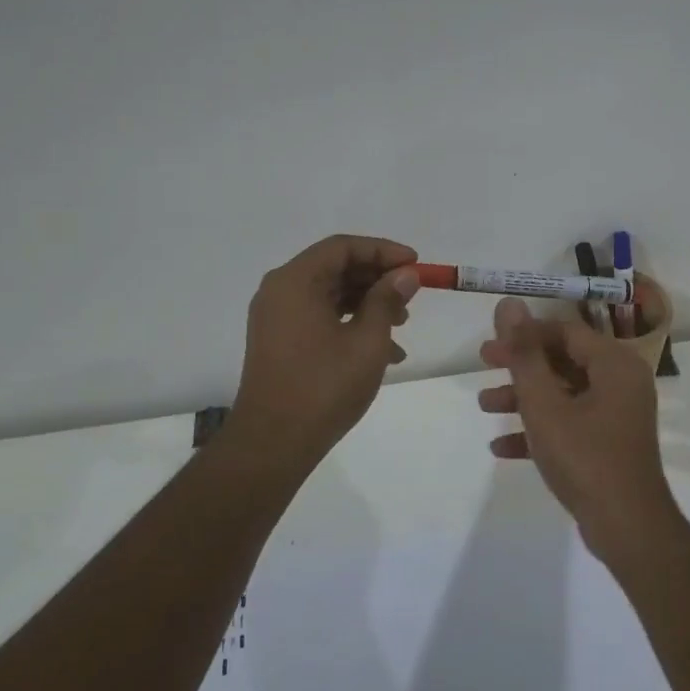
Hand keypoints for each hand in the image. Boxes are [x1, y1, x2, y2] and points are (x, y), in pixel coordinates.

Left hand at [228, 235, 421, 470]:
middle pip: (335, 268)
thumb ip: (387, 300)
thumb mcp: (367, 340)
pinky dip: (350, 324)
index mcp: (295, 281)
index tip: (416, 264)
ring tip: (403, 324)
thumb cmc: (324, 386)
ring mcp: (276, 318)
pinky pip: (319, 318)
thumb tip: (405, 274)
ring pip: (329, 295)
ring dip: (368, 303)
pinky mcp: (279, 341)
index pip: (343, 247)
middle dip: (377, 278)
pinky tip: (384, 352)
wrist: (273, 443)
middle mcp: (280, 291)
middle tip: (412, 294)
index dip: (383, 250)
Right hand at [478, 296, 679, 561]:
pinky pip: (570, 424)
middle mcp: (621, 382)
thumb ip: (524, 354)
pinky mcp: (609, 443)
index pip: (565, 331)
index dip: (526, 333)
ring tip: (484, 407)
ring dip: (524, 398)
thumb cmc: (585, 458)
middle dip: (520, 366)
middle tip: (483, 365)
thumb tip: (509, 304)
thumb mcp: (544, 404)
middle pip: (563, 360)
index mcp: (614, 364)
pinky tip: (502, 447)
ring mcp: (617, 414)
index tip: (492, 343)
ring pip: (564, 393)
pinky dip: (540, 429)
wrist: (628, 528)